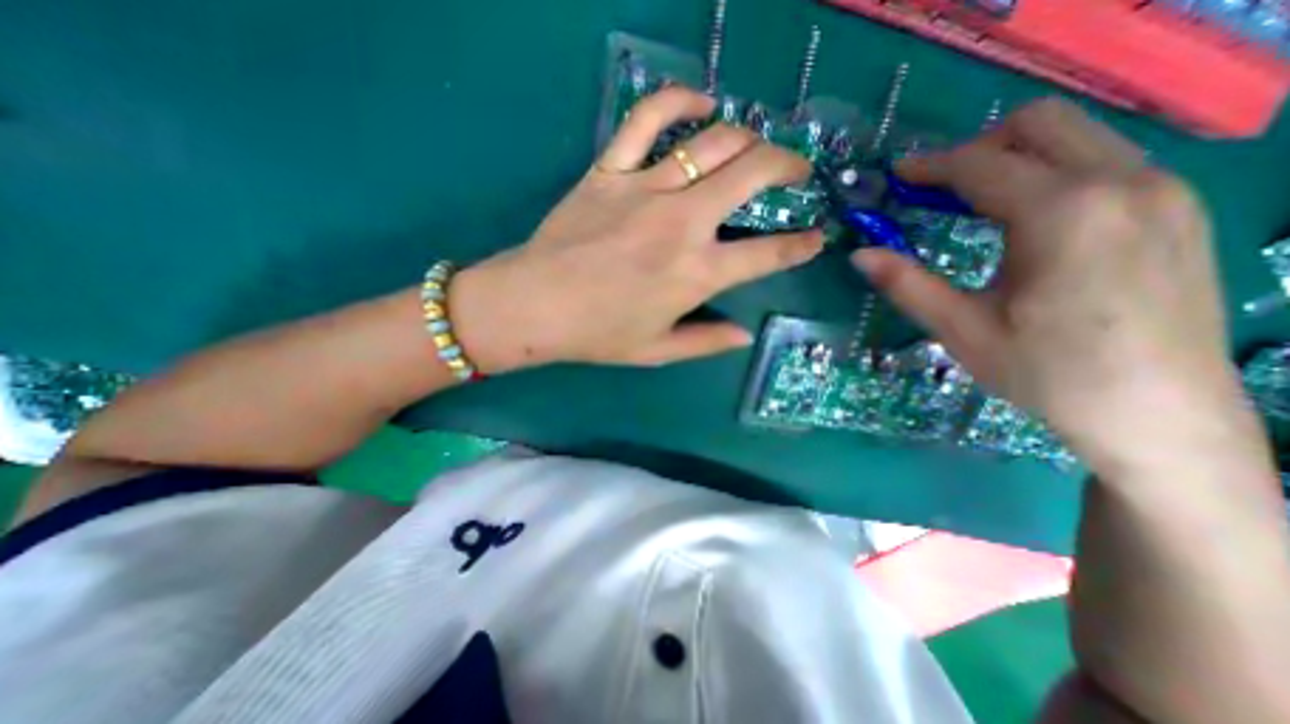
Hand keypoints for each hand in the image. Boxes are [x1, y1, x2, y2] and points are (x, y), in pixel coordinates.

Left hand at [451, 88, 819, 374]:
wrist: (535, 306)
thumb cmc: (598, 334)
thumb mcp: (658, 350)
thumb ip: (706, 342)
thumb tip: (744, 335)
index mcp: (697, 273)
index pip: (768, 255)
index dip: (800, 246)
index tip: (815, 239)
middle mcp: (683, 223)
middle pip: (753, 174)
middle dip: (788, 165)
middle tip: (796, 170)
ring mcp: (646, 189)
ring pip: (713, 142)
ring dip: (748, 137)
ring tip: (757, 145)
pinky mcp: (610, 170)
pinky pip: (647, 118)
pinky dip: (679, 100)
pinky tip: (701, 103)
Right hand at [854, 100, 1256, 476]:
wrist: (1162, 415)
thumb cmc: (1048, 374)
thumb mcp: (961, 329)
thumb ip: (906, 284)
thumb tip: (858, 255)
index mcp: (1063, 214)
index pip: (982, 164)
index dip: (930, 166)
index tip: (896, 177)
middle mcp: (1123, 182)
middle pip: (1039, 124)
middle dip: (976, 148)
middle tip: (937, 192)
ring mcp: (1163, 190)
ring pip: (1076, 136)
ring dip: (1014, 160)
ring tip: (973, 208)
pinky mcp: (1178, 208)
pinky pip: (1103, 161)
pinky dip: (1051, 174)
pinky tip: (1026, 223)